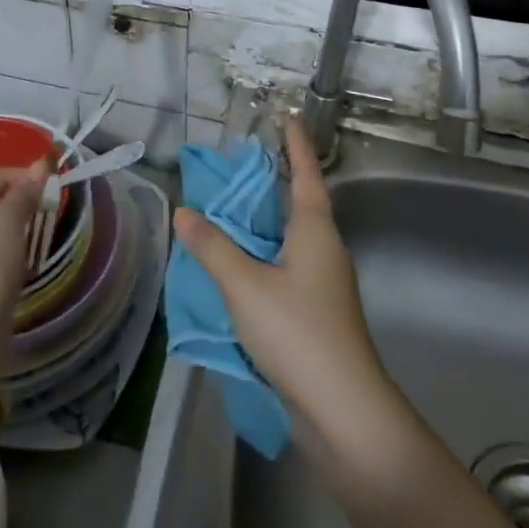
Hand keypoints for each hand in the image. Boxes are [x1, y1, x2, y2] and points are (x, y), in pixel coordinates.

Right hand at [172, 119, 387, 438]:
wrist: (344, 412)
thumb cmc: (298, 333)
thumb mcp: (245, 286)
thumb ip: (212, 247)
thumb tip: (184, 211)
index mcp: (315, 231)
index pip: (306, 174)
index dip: (296, 144)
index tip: (289, 115)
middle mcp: (325, 250)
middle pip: (299, 204)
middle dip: (274, 182)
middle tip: (240, 164)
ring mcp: (323, 284)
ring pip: (290, 239)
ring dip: (264, 223)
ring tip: (228, 211)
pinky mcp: (316, 313)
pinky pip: (285, 269)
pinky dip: (261, 257)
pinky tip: (236, 267)